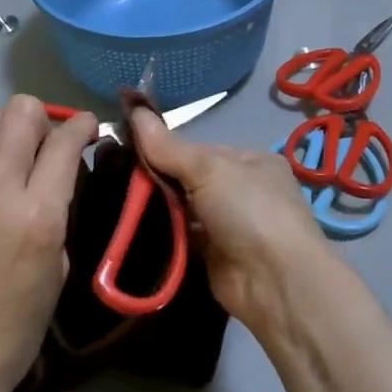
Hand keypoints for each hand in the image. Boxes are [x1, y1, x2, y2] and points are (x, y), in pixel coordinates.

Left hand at [0, 95, 96, 391]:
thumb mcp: (60, 265)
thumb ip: (60, 208)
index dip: (83, 126)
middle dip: (45, 118)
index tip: (90, 129)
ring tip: (21, 154)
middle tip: (51, 144)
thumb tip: (60, 172)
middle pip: (20, 112)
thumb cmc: (19, 323)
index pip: (63, 141)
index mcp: (37, 215)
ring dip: (12, 127)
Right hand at [130, 107, 331, 335]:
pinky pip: (182, 237)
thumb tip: (135, 110)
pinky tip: (132, 228)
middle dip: (157, 179)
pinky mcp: (215, 256)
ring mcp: (229, 225)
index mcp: (250, 161)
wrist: (275, 282)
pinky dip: (163, 234)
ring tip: (117, 200)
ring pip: (183, 209)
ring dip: (157, 208)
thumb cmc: (249, 210)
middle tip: (116, 176)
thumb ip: (169, 147)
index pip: (199, 149)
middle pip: (189, 179)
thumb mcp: (209, 169)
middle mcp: (242, 191)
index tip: (127, 149)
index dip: (165, 149)